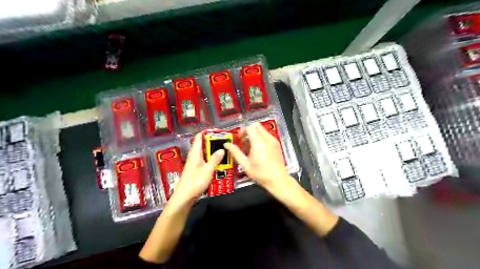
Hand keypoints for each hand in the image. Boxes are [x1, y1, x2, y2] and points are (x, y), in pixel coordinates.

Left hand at [171, 132, 225, 203]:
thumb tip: (221, 149)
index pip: (199, 137)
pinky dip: (212, 160)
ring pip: (205, 153)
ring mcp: (195, 163)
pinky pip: (206, 161)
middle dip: (214, 142)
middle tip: (225, 142)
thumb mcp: (208, 170)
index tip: (218, 132)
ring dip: (214, 152)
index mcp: (195, 153)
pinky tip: (220, 163)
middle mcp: (194, 156)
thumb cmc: (195, 182)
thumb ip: (215, 159)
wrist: (185, 197)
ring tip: (225, 151)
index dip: (207, 132)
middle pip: (203, 145)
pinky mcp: (197, 169)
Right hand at [224, 122, 288, 189]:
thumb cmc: (260, 173)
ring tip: (250, 147)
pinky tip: (258, 150)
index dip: (242, 131)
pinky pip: (267, 136)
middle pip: (256, 126)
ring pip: (262, 130)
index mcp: (259, 142)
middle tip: (244, 141)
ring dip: (255, 135)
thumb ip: (235, 153)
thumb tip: (227, 145)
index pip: (250, 128)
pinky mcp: (277, 144)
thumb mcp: (245, 164)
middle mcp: (267, 139)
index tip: (239, 139)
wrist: (278, 179)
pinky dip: (261, 138)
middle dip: (249, 131)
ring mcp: (274, 141)